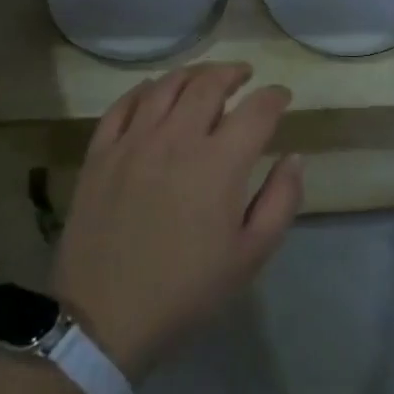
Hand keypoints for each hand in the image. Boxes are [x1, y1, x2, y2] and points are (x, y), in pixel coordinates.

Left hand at [51, 62, 302, 379]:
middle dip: (233, 74)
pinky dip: (144, 90)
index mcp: (219, 163)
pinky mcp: (100, 154)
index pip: (256, 110)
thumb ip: (281, 200)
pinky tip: (154, 92)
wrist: (104, 320)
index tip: (282, 97)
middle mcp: (176, 139)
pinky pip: (122, 106)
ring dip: (192, 74)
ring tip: (205, 78)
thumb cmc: (186, 291)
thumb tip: (293, 157)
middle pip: (208, 85)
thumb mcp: (251, 256)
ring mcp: (132, 143)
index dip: (275, 97)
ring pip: (165, 87)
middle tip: (245, 76)